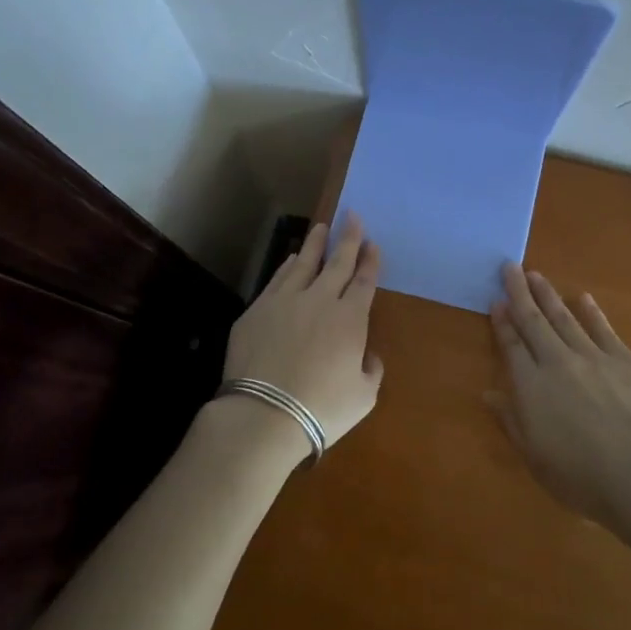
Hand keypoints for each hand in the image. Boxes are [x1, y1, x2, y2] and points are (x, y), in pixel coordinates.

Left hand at [221, 214, 384, 453]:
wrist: (264, 413)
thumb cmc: (322, 409)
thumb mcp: (363, 397)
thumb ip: (371, 370)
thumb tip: (367, 355)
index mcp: (350, 319)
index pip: (364, 282)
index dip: (370, 261)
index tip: (372, 244)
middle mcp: (320, 300)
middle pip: (337, 263)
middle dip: (348, 238)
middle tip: (352, 216)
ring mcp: (286, 301)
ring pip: (304, 263)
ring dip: (315, 244)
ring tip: (321, 228)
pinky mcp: (258, 310)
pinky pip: (278, 279)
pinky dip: (288, 265)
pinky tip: (291, 259)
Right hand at [488, 262, 630, 523]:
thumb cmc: (581, 477)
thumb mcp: (534, 457)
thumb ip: (511, 420)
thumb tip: (489, 393)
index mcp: (531, 386)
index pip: (512, 346)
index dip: (502, 322)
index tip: (496, 300)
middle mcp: (557, 362)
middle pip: (534, 321)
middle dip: (520, 293)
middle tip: (510, 267)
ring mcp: (594, 358)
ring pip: (565, 318)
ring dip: (548, 295)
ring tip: (536, 275)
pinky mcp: (626, 362)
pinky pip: (603, 329)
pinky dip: (592, 312)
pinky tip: (584, 298)